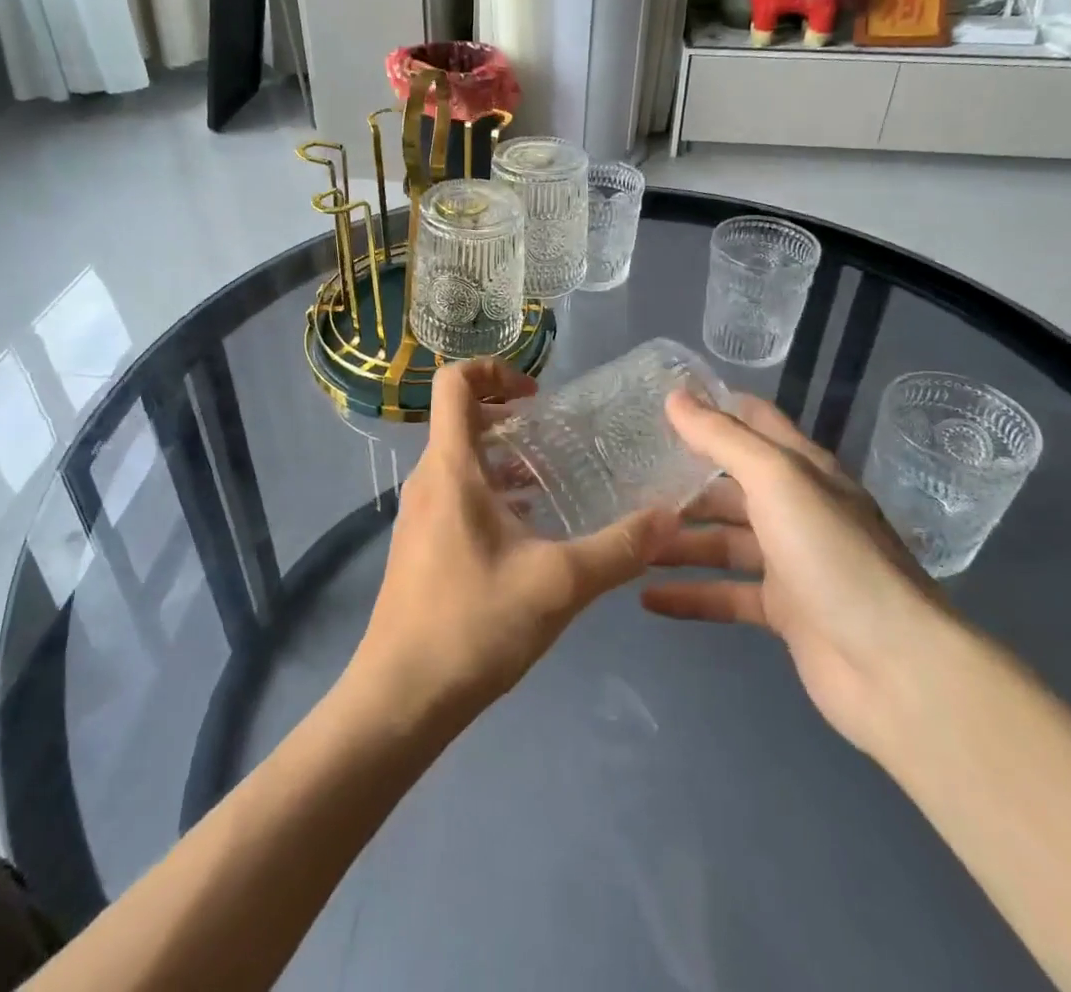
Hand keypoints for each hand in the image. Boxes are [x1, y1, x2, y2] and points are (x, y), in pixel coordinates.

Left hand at [348, 358, 677, 732]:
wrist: (401, 698)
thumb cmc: (473, 625)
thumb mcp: (559, 584)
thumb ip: (619, 549)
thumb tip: (670, 516)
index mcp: (450, 468)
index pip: (454, 383)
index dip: (494, 371)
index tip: (537, 398)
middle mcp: (428, 479)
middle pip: (461, 420)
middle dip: (510, 418)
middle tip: (559, 438)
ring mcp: (419, 514)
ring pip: (461, 461)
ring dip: (504, 460)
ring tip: (554, 482)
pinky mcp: (421, 545)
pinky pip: (456, 495)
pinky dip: (492, 493)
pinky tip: (530, 532)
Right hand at [641, 390, 944, 753]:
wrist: (894, 667)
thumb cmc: (832, 554)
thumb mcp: (776, 480)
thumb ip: (723, 439)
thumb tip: (675, 397)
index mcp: (803, 470)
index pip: (755, 423)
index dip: (713, 409)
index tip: (660, 403)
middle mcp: (797, 509)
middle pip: (730, 487)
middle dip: (683, 484)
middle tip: (626, 482)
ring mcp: (791, 562)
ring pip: (723, 542)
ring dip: (679, 542)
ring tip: (629, 542)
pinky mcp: (784, 612)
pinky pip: (726, 595)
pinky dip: (690, 595)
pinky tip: (647, 598)